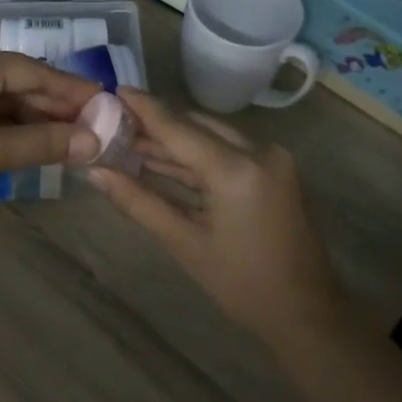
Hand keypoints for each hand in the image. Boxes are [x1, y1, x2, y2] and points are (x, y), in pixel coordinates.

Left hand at [0, 44, 101, 223]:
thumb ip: (40, 144)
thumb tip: (93, 142)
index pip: (35, 72)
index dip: (74, 92)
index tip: (109, 107)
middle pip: (17, 81)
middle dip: (54, 108)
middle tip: (93, 130)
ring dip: (30, 118)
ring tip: (68, 140)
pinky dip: (3, 125)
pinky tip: (26, 142)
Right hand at [84, 88, 342, 343]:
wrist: (305, 311)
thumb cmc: (241, 284)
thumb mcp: (184, 243)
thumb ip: (138, 202)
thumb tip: (95, 173)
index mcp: (237, 169)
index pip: (179, 128)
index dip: (144, 109)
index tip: (112, 91)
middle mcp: (259, 151)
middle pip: (197, 125)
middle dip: (157, 124)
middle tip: (116, 124)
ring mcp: (272, 159)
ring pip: (213, 136)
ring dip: (176, 140)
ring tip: (131, 142)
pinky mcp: (276, 169)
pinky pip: (230, 151)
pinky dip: (199, 156)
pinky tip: (165, 160)